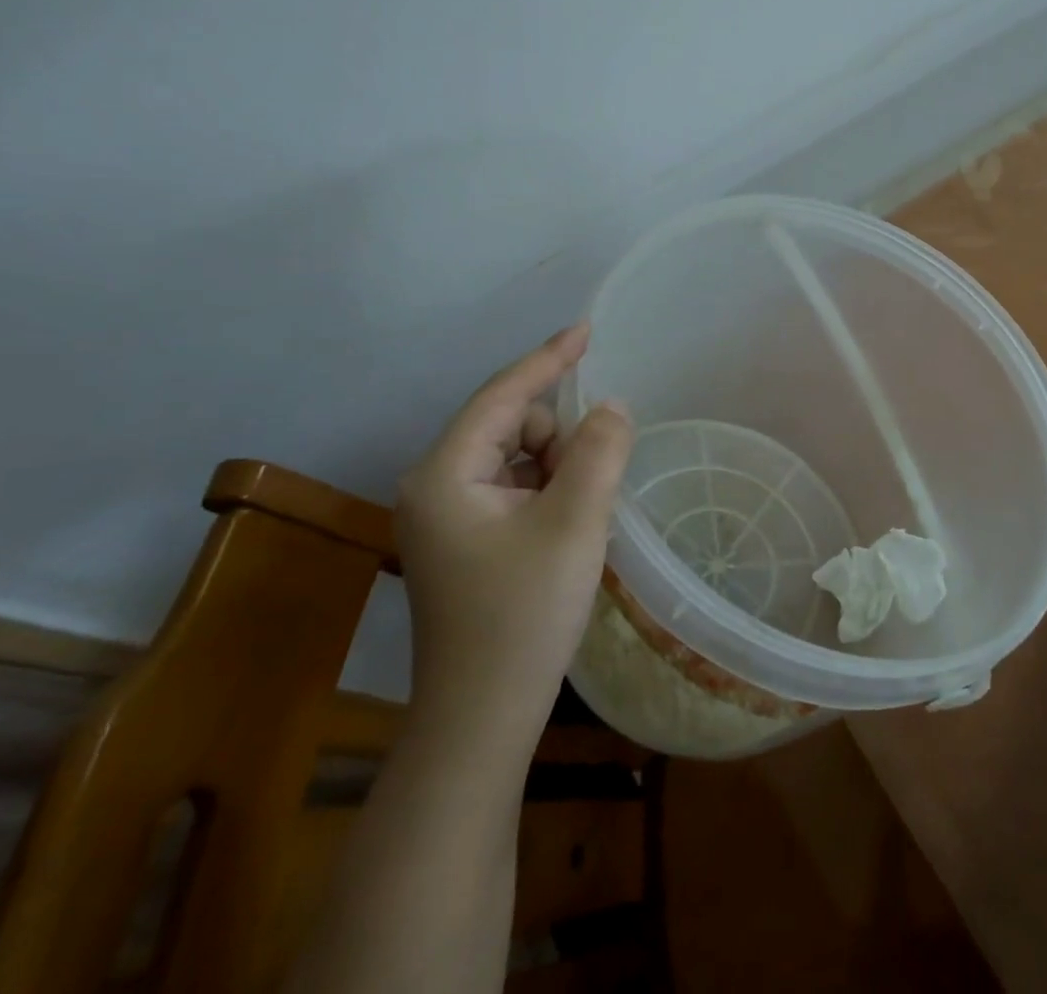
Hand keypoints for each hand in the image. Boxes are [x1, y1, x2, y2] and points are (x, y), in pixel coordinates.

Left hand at [396, 324, 633, 743]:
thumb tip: (611, 406)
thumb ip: (599, 451)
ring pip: (518, 456)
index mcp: (445, 473)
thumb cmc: (524, 614)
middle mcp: (435, 484)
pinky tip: (565, 528)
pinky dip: (548, 490)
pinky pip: (515, 487)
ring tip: (579, 516)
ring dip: (558, 468)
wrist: (482, 718)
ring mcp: (446, 515)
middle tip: (592, 485)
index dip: (549, 358)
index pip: (504, 395)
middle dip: (560, 438)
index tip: (587, 328)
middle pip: (513, 425)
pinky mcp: (464, 539)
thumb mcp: (575, 522)